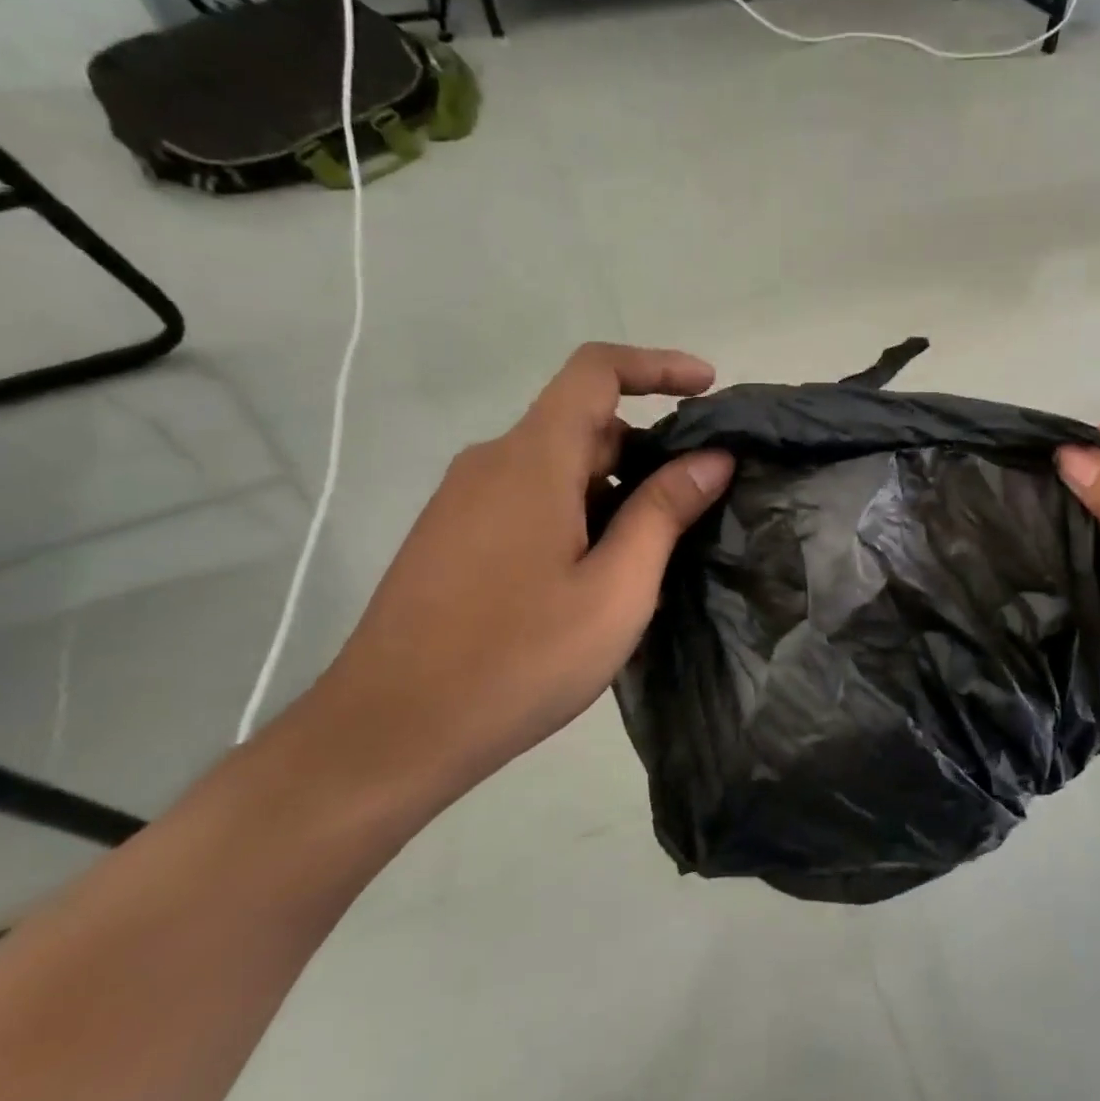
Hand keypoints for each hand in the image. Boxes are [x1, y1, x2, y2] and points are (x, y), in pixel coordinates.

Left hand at [314, 343, 732, 786]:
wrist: (388, 734)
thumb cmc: (516, 659)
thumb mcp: (615, 589)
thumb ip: (664, 512)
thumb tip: (711, 456)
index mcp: (532, 460)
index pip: (596, 370)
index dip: (658, 366)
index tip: (708, 389)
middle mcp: (492, 463)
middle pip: (582, 422)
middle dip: (647, 447)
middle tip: (696, 501)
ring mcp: (463, 501)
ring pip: (556, 465)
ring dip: (613, 486)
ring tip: (653, 551)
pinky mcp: (451, 537)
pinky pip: (528, 497)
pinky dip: (577, 509)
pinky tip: (595, 574)